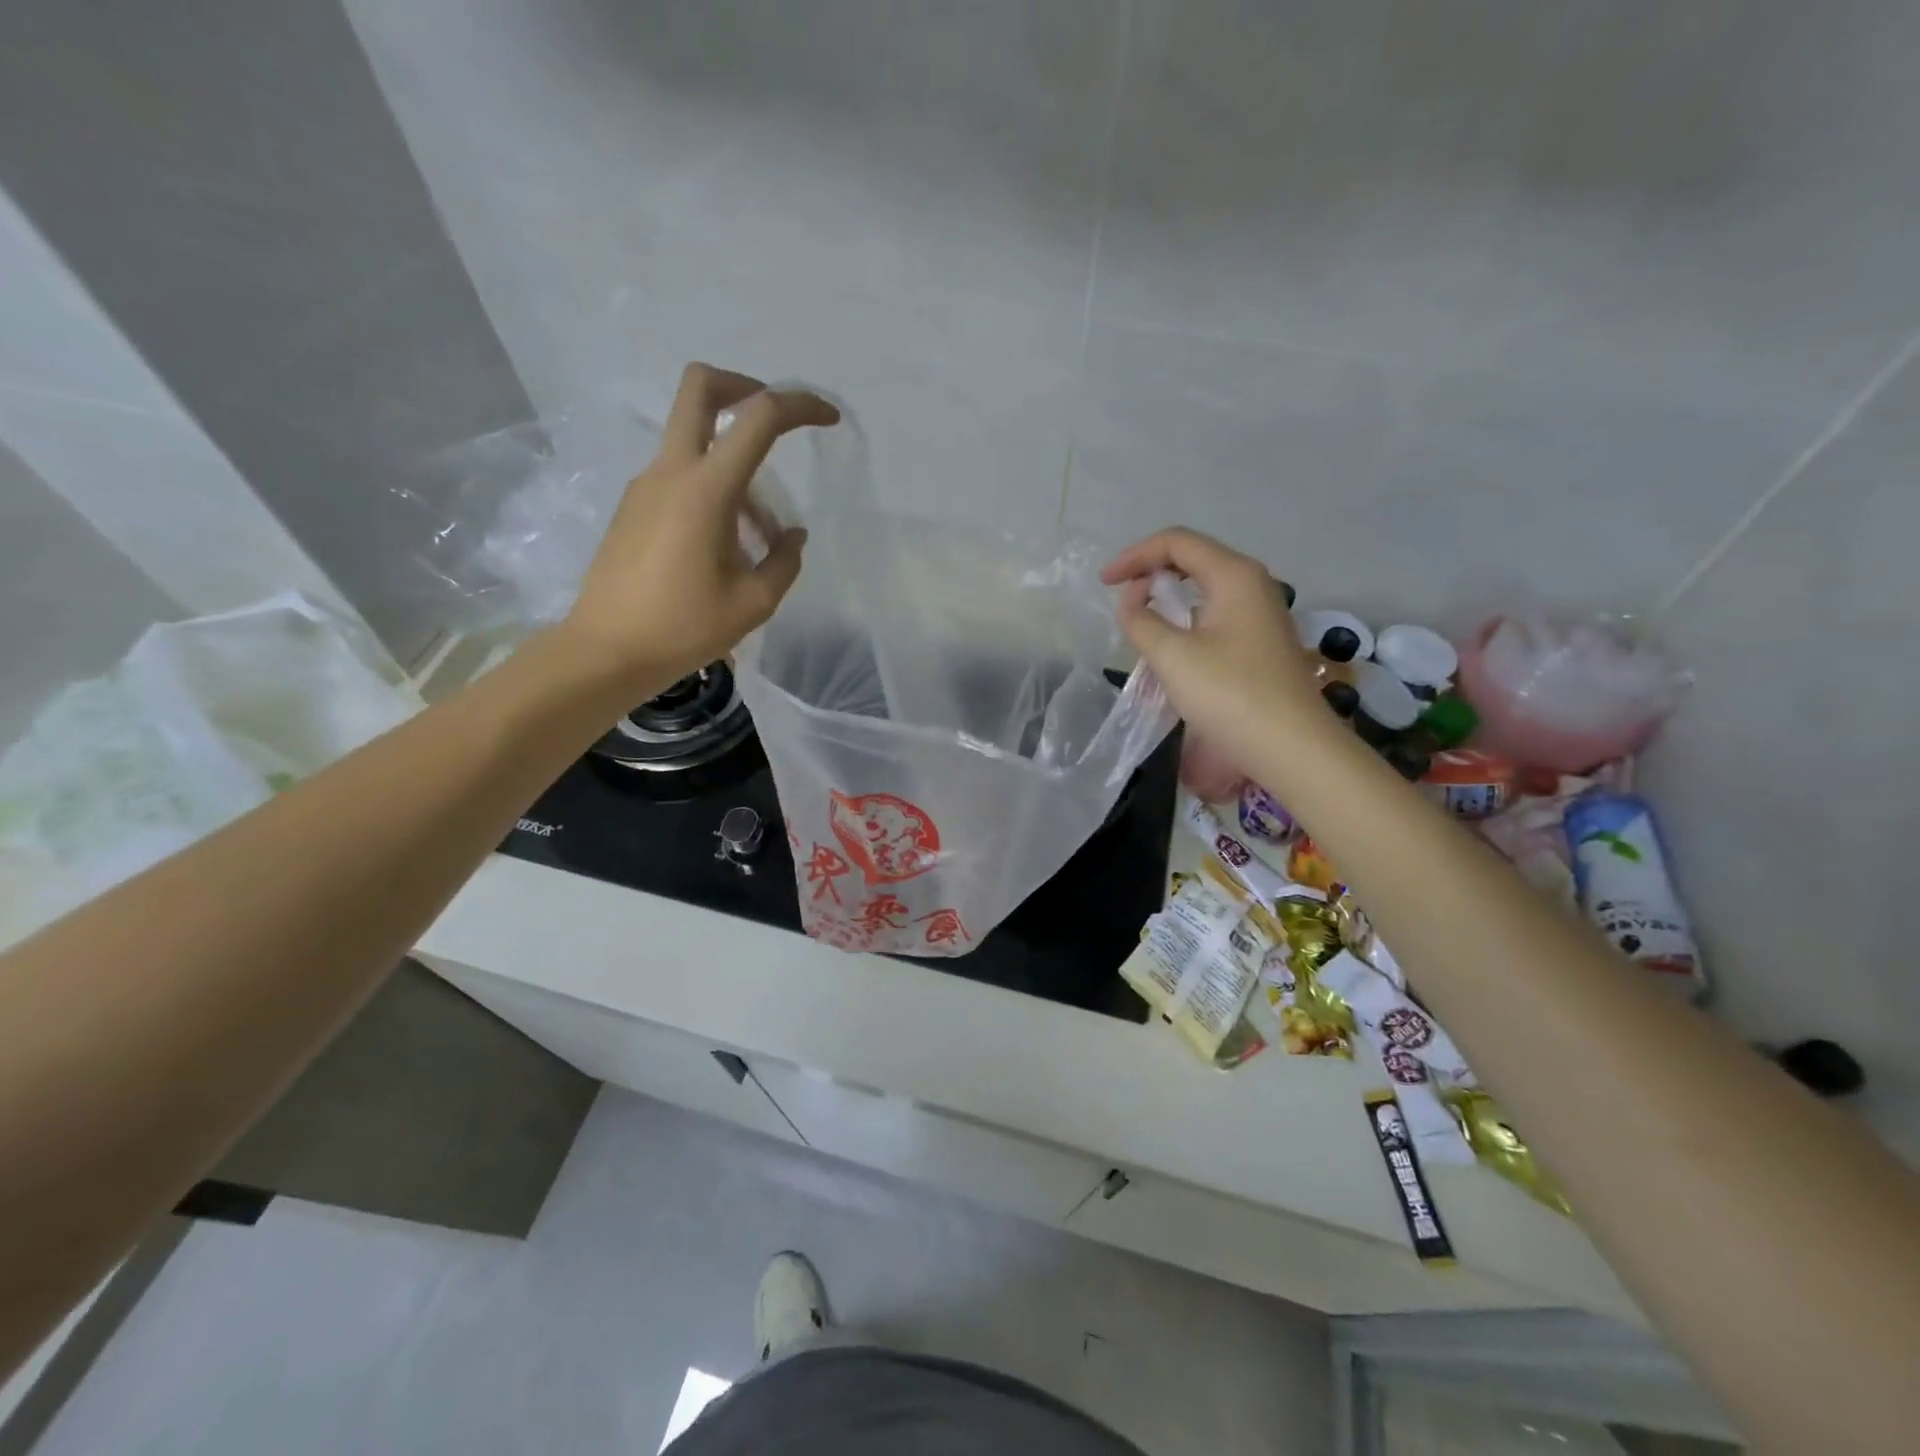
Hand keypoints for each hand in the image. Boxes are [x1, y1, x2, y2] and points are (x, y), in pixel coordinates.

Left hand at [560, 364, 839, 691]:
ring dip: (736, 465)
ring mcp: (647, 485)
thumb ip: (784, 562)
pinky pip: (681, 477)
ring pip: (695, 440)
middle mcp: (672, 472)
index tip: (828, 418)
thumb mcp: (754, 602)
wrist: (607, 651)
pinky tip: (725, 546)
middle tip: (775, 421)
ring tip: (758, 535)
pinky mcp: (634, 506)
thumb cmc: (684, 627)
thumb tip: (790, 536)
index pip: (759, 417)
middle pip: (700, 387)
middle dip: (744, 386)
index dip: (800, 405)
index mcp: (706, 489)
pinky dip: (713, 490)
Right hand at [1100, 528, 1325, 770]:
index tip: (1104, 582)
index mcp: (1233, 575)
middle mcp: (1253, 584)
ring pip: (1206, 588)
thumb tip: (1133, 601)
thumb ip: (1141, 620)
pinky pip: (1217, 614)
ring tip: (1141, 622)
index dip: (1134, 556)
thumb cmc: (1229, 694)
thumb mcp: (1172, 656)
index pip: (1176, 542)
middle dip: (1151, 571)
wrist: (1291, 746)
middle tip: (1120, 596)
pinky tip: (1172, 646)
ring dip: (1169, 597)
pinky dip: (1187, 619)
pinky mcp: (1262, 641)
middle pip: (1194, 559)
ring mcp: (1262, 613)